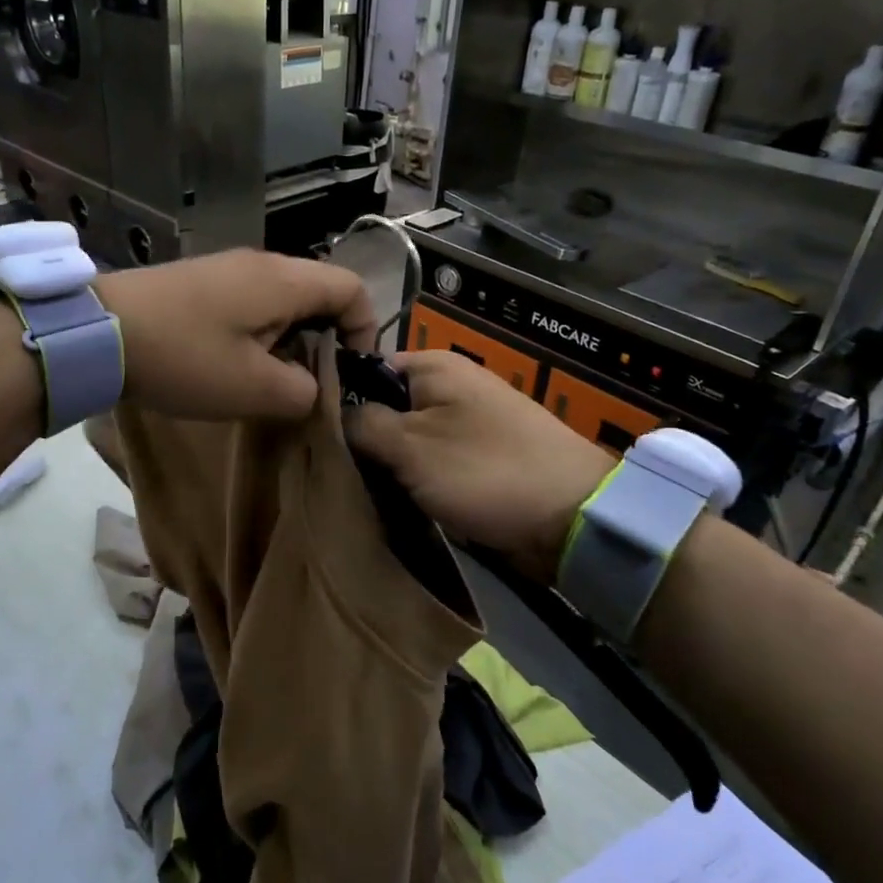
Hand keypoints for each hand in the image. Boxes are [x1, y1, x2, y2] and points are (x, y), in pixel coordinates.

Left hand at [94, 249, 374, 420]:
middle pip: (320, 292)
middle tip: (312, 383)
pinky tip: (235, 363)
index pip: (353, 289)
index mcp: (285, 281)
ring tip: (272, 379)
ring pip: (285, 299)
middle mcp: (263, 263)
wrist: (97, 331)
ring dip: (291, 339)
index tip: (350, 372)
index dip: (365, 330)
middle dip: (327, 340)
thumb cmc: (185, 358)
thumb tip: (311, 387)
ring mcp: (229, 268)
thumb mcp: (254, 389)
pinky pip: (252, 301)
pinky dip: (260, 332)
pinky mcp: (202, 281)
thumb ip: (303, 392)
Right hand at [344, 350, 612, 580]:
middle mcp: (449, 385)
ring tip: (354, 487)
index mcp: (433, 365)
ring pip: (405, 438)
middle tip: (329, 469)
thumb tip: (329, 412)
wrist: (572, 517)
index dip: (336, 398)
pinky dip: (412, 477)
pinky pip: (429, 460)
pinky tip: (391, 498)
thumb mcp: (410, 445)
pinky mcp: (477, 456)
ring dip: (385, 463)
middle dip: (360, 437)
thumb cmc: (483, 470)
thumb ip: (361, 423)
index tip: (311, 435)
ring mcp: (466, 422)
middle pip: (384, 405)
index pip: (365, 369)